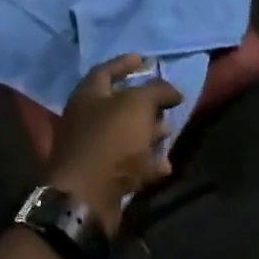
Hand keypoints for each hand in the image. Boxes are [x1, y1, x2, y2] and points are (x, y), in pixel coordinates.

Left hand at [46, 56, 182, 234]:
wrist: (86, 198)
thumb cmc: (110, 141)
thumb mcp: (138, 106)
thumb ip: (157, 91)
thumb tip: (172, 91)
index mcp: (87, 96)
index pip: (106, 70)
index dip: (125, 63)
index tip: (146, 60)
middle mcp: (86, 120)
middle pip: (117, 105)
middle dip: (144, 103)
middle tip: (166, 102)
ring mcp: (92, 150)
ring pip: (125, 135)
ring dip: (148, 133)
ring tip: (169, 132)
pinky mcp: (101, 178)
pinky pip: (128, 165)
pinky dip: (147, 163)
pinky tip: (165, 165)